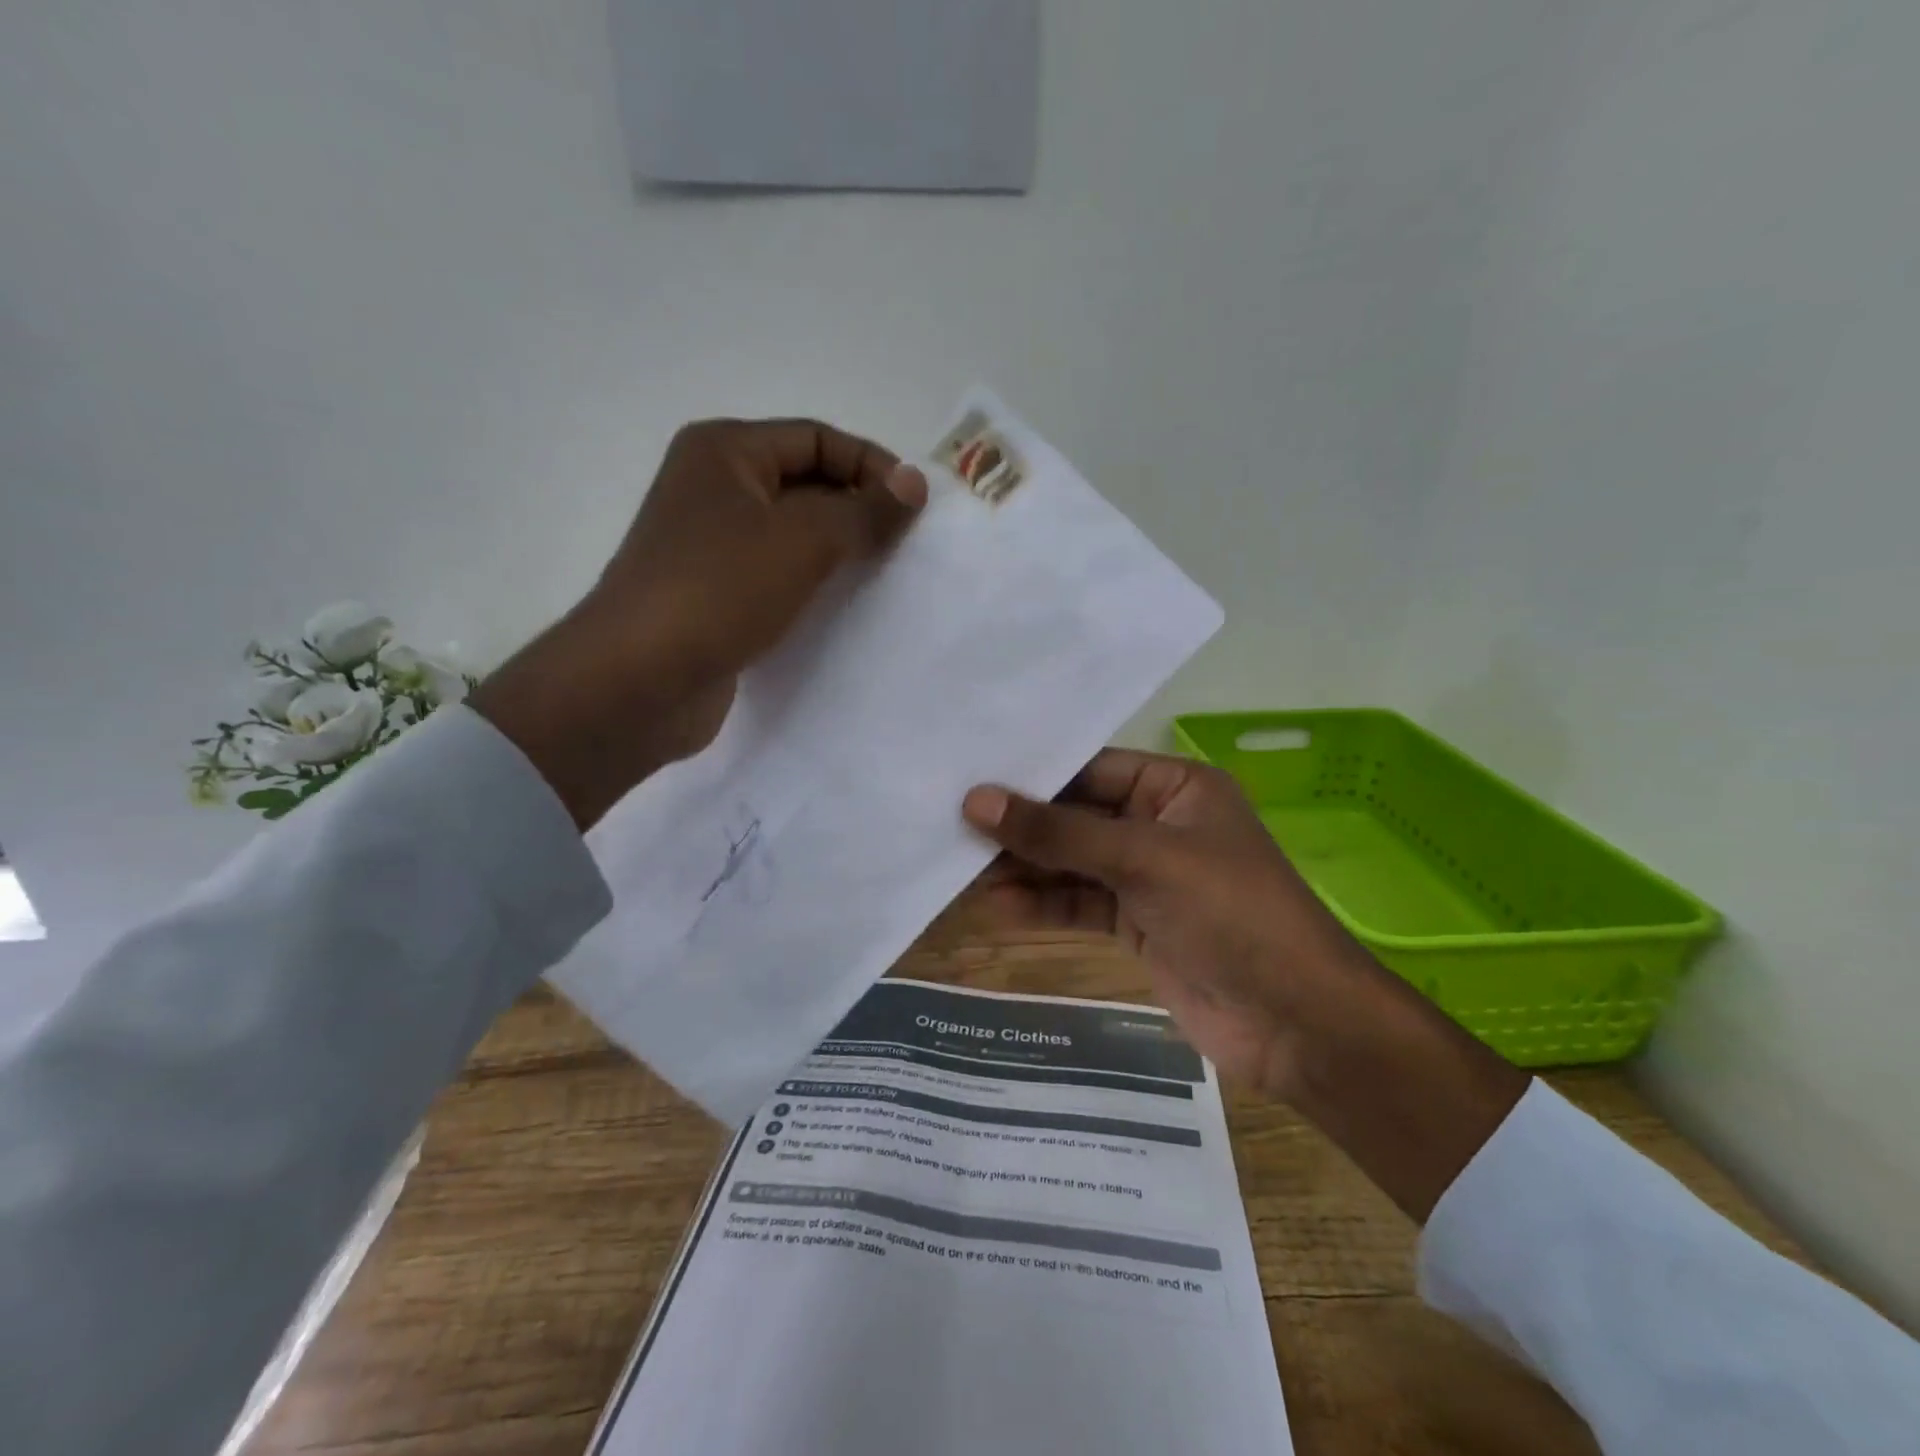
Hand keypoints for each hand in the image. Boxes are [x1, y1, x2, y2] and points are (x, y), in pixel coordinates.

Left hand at [474, 419, 925, 828]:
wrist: (639, 681)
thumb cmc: (720, 591)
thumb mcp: (804, 540)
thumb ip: (865, 511)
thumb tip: (914, 483)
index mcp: (725, 451)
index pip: (817, 438)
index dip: (871, 465)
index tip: (918, 508)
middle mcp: (713, 488)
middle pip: (805, 482)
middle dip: (858, 509)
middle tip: (907, 546)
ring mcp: (710, 546)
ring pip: (793, 534)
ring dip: (839, 550)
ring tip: (885, 576)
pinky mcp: (715, 595)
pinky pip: (778, 576)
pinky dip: (813, 585)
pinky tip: (844, 608)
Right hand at [962, 752, 1358, 1095]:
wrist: (1295, 1022)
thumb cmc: (1229, 913)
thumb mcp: (1141, 859)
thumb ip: (1058, 832)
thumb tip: (976, 801)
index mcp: (1176, 788)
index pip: (1091, 767)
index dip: (1033, 776)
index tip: (971, 779)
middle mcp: (1159, 824)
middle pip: (1076, 816)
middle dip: (1022, 827)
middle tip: (953, 826)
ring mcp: (1147, 876)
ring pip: (1072, 862)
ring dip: (1025, 868)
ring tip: (961, 870)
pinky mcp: (1136, 922)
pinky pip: (1079, 903)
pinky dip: (1042, 904)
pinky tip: (997, 906)